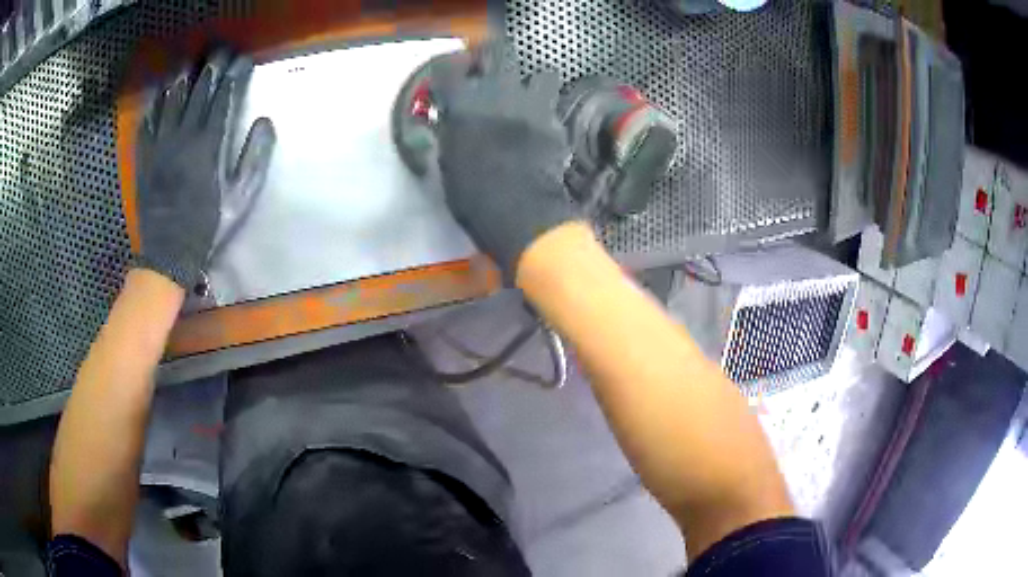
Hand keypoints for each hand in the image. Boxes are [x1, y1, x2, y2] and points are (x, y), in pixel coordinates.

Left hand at [134, 51, 274, 288]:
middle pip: (198, 90)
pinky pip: (148, 120)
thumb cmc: (207, 226)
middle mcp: (183, 136)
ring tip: (190, 62)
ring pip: (171, 98)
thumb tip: (266, 121)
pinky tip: (160, 91)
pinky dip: (154, 102)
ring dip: (182, 76)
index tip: (243, 60)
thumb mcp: (240, 198)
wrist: (168, 253)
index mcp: (209, 145)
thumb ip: (255, 158)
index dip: (234, 75)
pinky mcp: (144, 156)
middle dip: (211, 66)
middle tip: (219, 50)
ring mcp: (160, 144)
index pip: (224, 97)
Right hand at [431, 44, 579, 280]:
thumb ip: (447, 135)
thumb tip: (446, 124)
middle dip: (493, 57)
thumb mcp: (447, 164)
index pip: (448, 69)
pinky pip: (554, 108)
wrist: (520, 212)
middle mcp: (499, 91)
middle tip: (490, 73)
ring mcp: (533, 104)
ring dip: (534, 83)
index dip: (449, 72)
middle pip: (498, 51)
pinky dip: (548, 114)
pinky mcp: (557, 122)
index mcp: (463, 102)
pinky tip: (541, 129)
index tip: (449, 82)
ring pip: (543, 73)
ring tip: (527, 98)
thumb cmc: (472, 194)